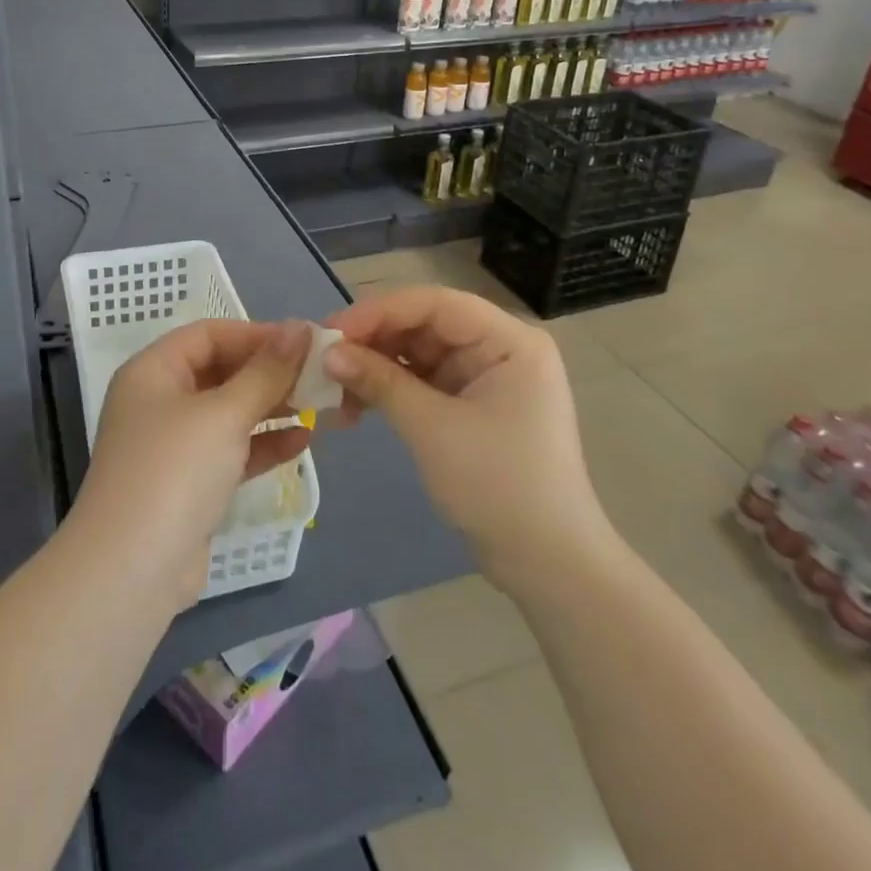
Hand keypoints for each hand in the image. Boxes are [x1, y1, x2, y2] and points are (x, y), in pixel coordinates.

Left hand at [75, 319, 312, 610]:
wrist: (132, 571)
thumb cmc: (175, 471)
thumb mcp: (224, 413)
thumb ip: (266, 371)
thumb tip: (300, 328)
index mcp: (153, 371)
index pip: (209, 335)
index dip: (256, 334)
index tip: (304, 343)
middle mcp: (159, 401)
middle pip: (220, 372)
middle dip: (268, 372)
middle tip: (318, 375)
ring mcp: (173, 445)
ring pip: (228, 413)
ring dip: (271, 407)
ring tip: (319, 405)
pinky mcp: (189, 484)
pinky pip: (231, 451)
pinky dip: (263, 444)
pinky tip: (303, 441)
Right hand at [322, 287, 610, 592]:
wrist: (547, 565)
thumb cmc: (499, 487)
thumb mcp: (433, 429)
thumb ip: (380, 381)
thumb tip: (327, 353)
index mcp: (508, 340)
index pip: (434, 304)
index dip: (379, 311)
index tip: (330, 331)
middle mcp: (499, 348)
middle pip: (424, 326)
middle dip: (372, 342)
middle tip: (323, 361)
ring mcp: (485, 377)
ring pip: (417, 354)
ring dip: (375, 369)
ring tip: (331, 390)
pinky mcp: (471, 405)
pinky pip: (422, 382)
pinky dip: (390, 391)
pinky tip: (355, 408)